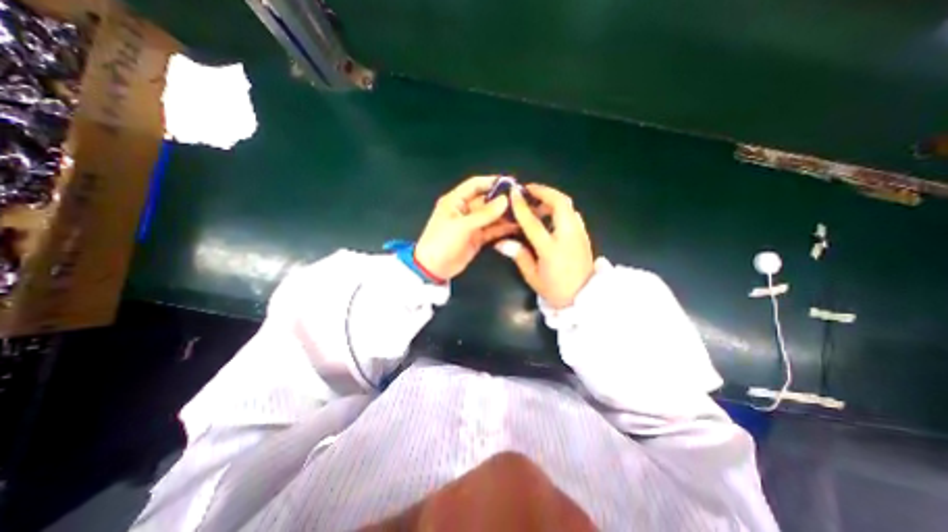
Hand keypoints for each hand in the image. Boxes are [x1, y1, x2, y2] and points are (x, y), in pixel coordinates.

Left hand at [415, 175, 516, 281]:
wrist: (434, 268)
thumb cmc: (442, 242)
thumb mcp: (462, 226)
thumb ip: (484, 214)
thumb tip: (505, 200)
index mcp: (455, 201)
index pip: (475, 185)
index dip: (492, 182)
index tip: (511, 184)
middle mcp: (465, 210)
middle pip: (486, 200)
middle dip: (503, 201)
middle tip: (523, 202)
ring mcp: (472, 224)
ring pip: (491, 216)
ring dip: (505, 215)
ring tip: (524, 214)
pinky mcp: (477, 237)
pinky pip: (492, 230)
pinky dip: (503, 229)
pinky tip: (516, 227)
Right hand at [498, 184, 590, 309]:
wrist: (584, 298)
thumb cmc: (555, 290)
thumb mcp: (532, 276)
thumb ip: (519, 255)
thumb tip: (501, 242)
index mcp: (551, 249)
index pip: (534, 222)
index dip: (522, 206)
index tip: (513, 193)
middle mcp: (568, 236)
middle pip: (560, 203)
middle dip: (544, 191)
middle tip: (528, 190)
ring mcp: (579, 234)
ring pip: (568, 206)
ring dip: (552, 198)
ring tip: (537, 202)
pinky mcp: (584, 235)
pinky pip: (572, 214)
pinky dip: (560, 207)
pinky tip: (550, 215)